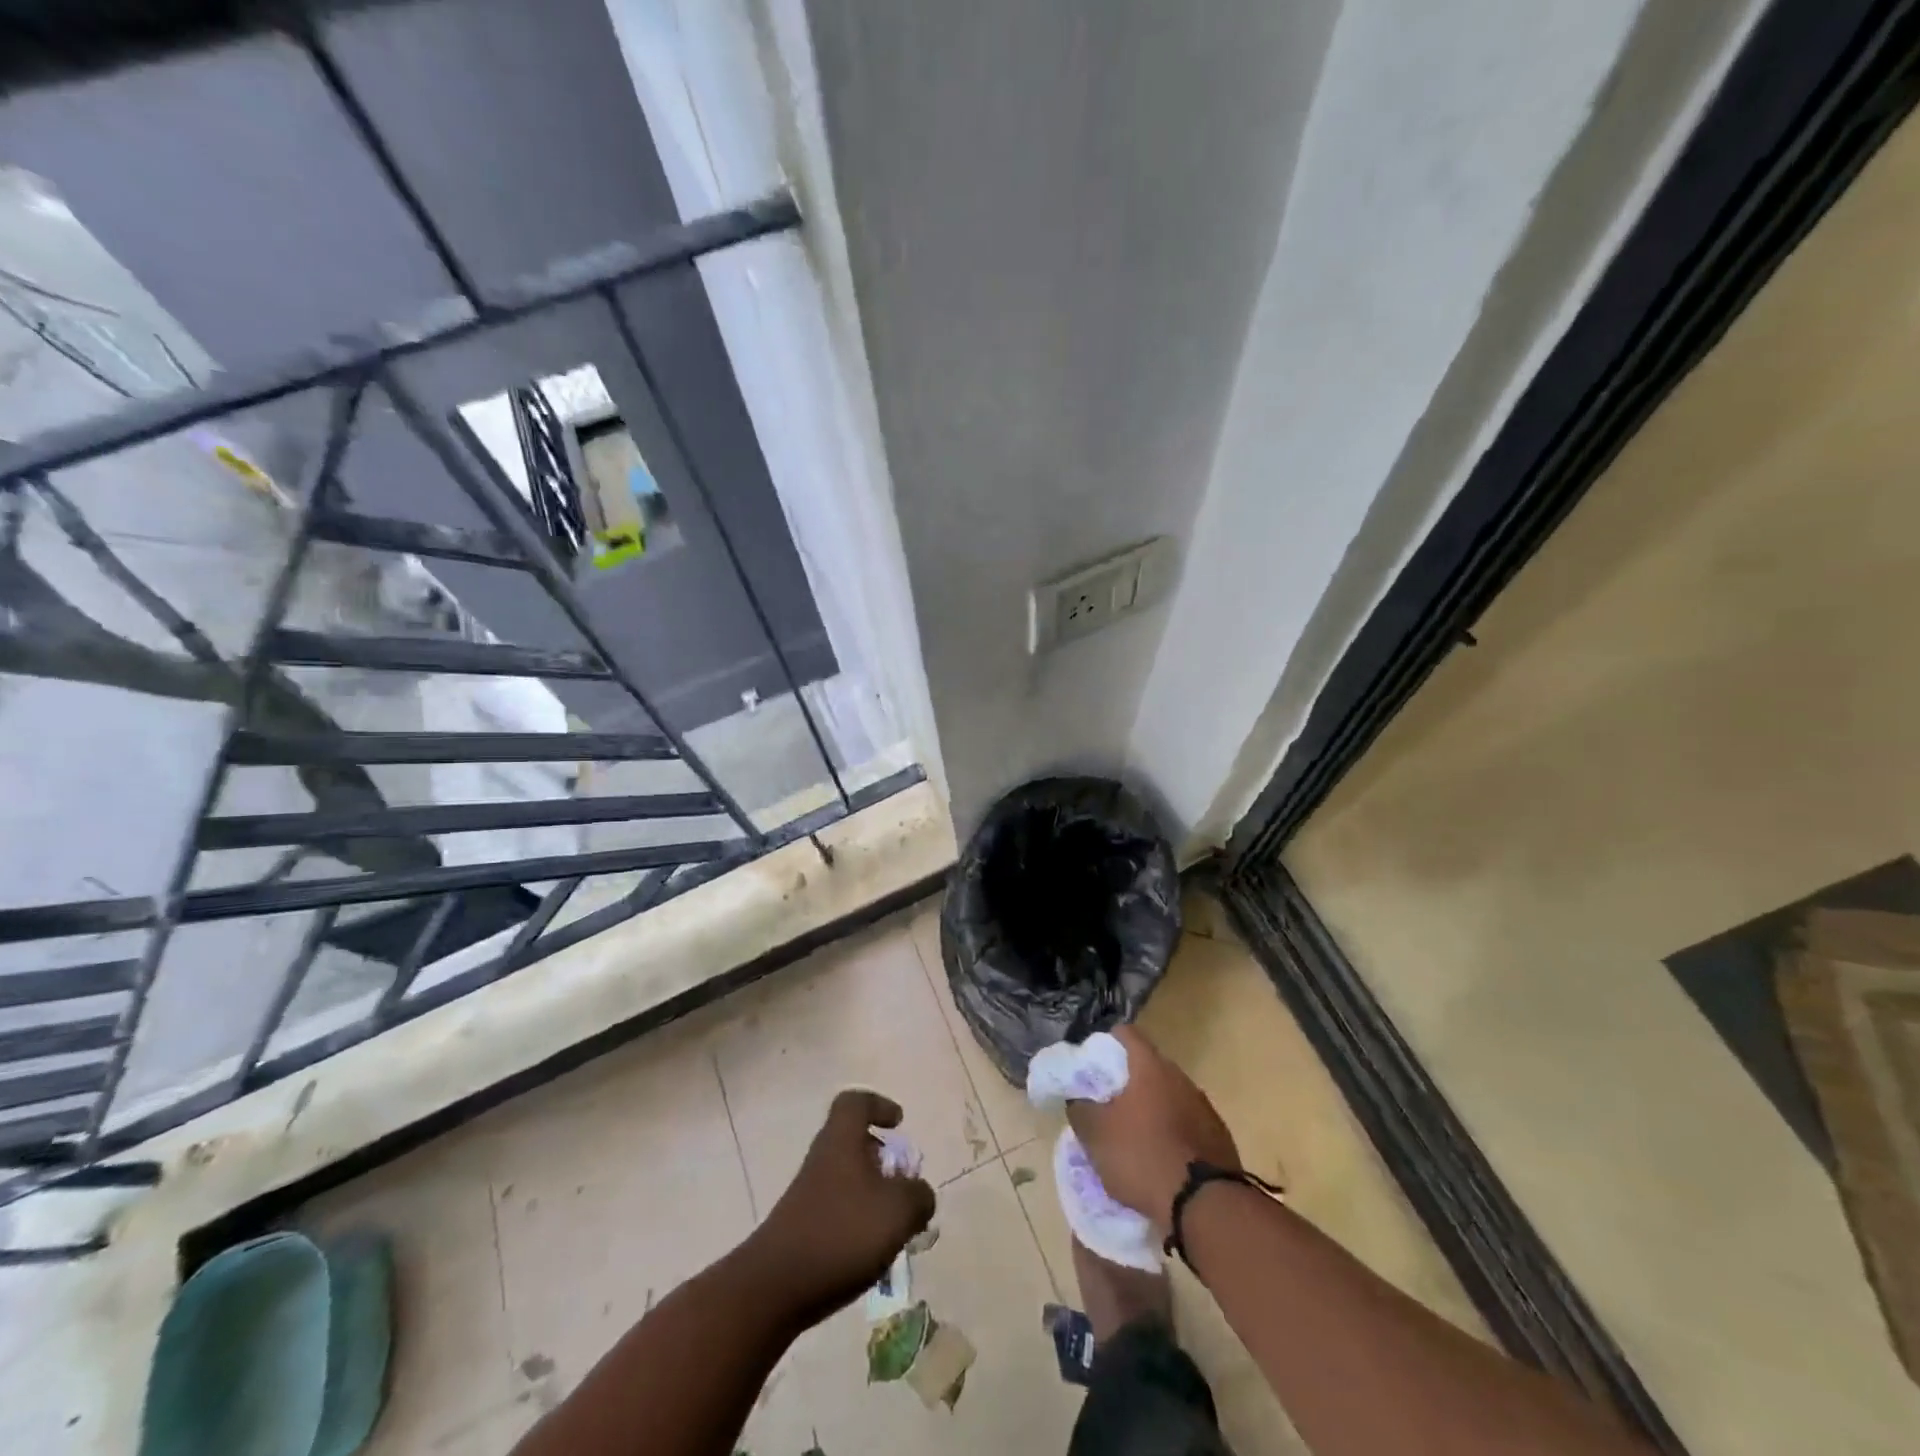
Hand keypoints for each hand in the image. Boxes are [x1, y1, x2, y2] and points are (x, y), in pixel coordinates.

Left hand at [746, 1089, 936, 1328]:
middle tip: (905, 1186)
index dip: (879, 1106)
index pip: (855, 1102)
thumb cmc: (842, 1233)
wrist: (774, 1288)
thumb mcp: (898, 1211)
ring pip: (849, 1180)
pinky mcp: (802, 1228)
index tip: (898, 1124)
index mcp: (842, 1140)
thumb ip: (919, 1196)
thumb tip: (919, 1194)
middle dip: (884, 1161)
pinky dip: (859, 1224)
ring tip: (896, 1229)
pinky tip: (873, 1255)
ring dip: (875, 1197)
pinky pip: (838, 1211)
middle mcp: (823, 1158)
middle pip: (854, 1143)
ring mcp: (809, 1194)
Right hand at [1065, 1025, 1239, 1234]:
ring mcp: (1204, 1108)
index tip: (1094, 1062)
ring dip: (1152, 1109)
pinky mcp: (1219, 1139)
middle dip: (1129, 1081)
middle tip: (1109, 1103)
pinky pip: (1188, 1125)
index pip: (1127, 1034)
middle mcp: (1181, 1078)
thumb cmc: (1143, 1157)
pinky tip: (1162, 1159)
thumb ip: (1081, 1109)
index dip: (1107, 1042)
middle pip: (1149, 1067)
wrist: (1205, 1206)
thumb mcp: (1096, 1135)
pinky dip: (1172, 1134)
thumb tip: (1078, 1098)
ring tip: (1134, 1136)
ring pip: (1170, 1097)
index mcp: (1151, 1067)